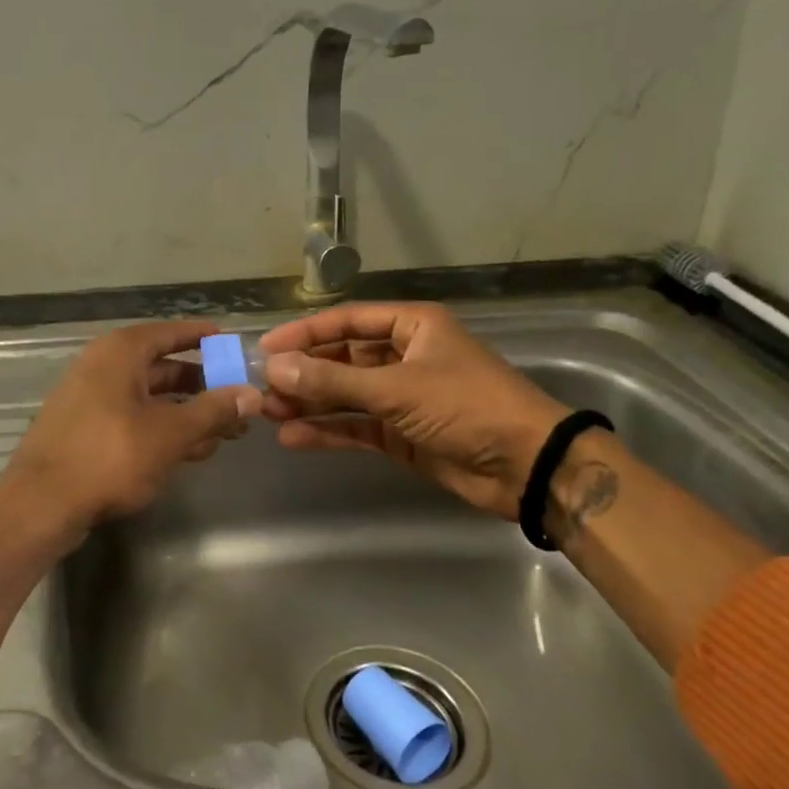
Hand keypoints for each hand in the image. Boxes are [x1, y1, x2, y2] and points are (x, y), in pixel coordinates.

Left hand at [0, 321, 261, 548]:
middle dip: (202, 386)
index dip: (200, 336)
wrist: (41, 504)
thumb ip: (213, 411)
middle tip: (237, 401)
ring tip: (223, 434)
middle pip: (162, 368)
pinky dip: (161, 430)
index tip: (229, 341)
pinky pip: (132, 419)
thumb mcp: (170, 434)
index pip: (169, 333)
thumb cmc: (110, 456)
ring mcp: (89, 399)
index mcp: (120, 353)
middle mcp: (102, 367)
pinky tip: (188, 452)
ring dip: (186, 414)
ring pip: (148, 399)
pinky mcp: (84, 430)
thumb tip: (252, 394)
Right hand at [259, 303, 570, 518]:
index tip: (266, 348)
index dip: (305, 333)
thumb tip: (274, 367)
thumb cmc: (467, 406)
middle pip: (342, 358)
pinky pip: (356, 426)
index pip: (347, 322)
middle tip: (261, 387)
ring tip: (269, 413)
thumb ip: (333, 379)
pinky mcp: (402, 434)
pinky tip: (294, 436)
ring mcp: (402, 397)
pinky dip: (328, 431)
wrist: (526, 466)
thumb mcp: (396, 388)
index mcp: (412, 327)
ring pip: (345, 394)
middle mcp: (404, 356)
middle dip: (304, 372)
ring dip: (310, 402)